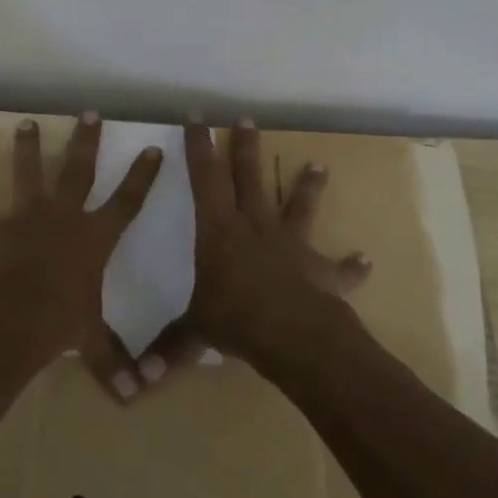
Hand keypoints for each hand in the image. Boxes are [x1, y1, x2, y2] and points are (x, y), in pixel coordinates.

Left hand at [0, 113, 161, 401]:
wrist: (12, 320)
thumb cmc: (60, 324)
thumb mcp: (92, 343)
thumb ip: (113, 365)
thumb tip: (137, 400)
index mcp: (93, 237)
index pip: (127, 201)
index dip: (143, 176)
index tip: (153, 147)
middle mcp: (62, 217)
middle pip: (79, 170)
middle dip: (87, 140)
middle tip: (90, 112)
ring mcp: (24, 219)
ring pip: (27, 174)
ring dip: (26, 149)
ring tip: (25, 122)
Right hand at [136, 119, 370, 385]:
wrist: (294, 336)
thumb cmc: (236, 320)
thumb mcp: (193, 332)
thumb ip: (166, 350)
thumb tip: (133, 381)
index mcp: (219, 230)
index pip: (205, 177)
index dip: (199, 146)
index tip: (197, 117)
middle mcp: (255, 226)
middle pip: (249, 177)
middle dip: (245, 148)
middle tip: (247, 120)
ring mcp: (291, 244)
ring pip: (297, 207)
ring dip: (308, 187)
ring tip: (319, 165)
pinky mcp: (319, 270)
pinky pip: (338, 268)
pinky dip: (351, 266)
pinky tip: (364, 260)